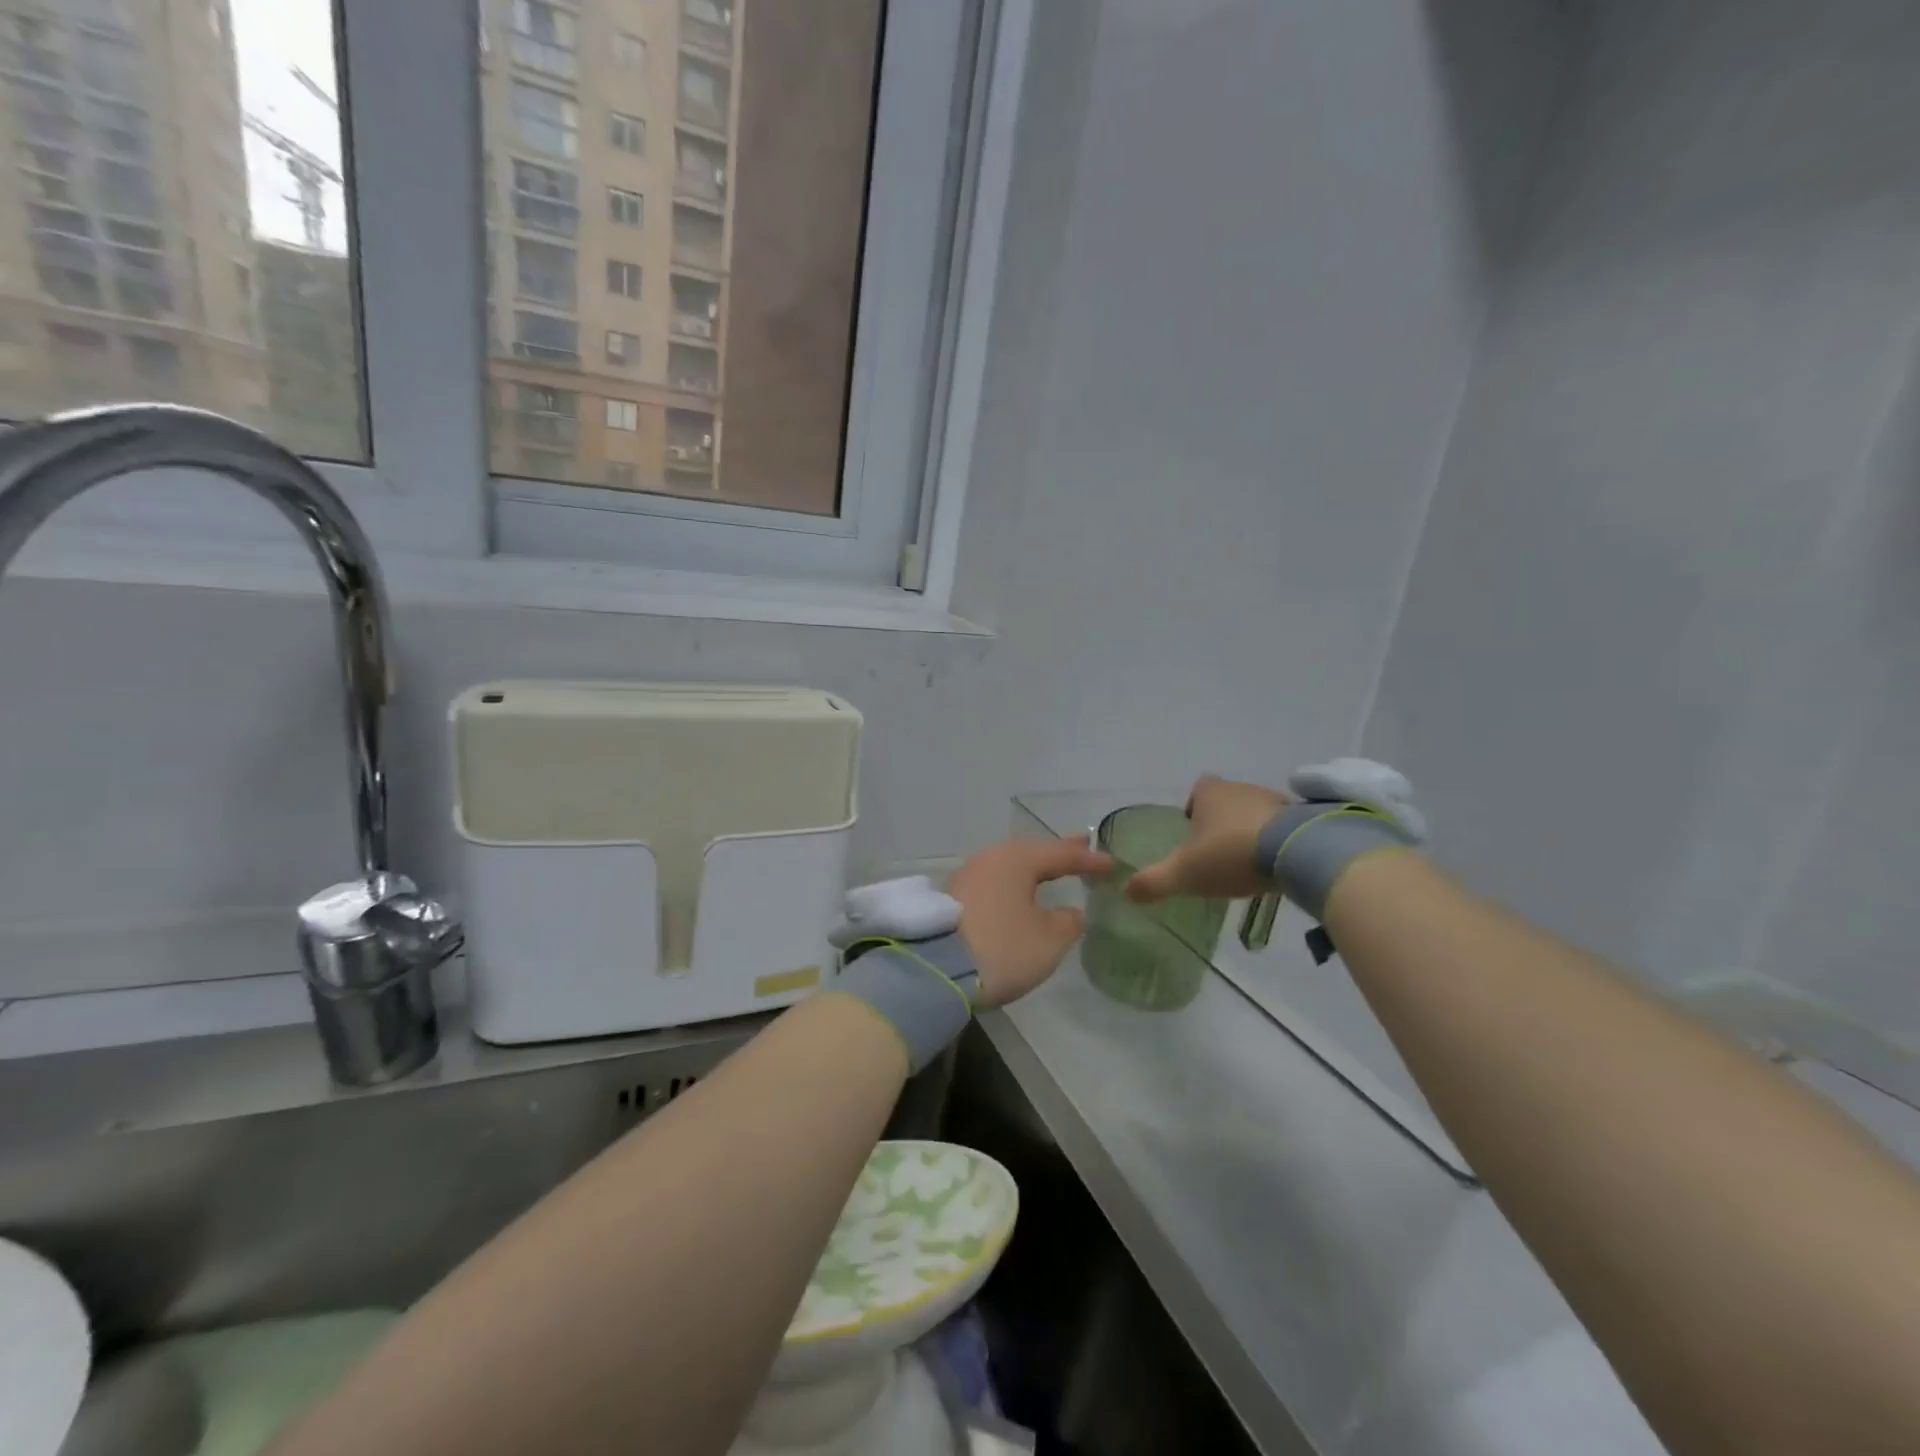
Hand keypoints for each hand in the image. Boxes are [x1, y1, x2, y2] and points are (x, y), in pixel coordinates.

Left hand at [949, 836, 1110, 1007]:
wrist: (935, 971)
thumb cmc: (1002, 949)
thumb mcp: (1048, 939)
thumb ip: (1067, 922)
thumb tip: (1068, 913)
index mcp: (1017, 859)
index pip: (1061, 854)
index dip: (1089, 860)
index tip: (1112, 864)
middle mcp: (990, 858)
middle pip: (1032, 853)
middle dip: (1059, 854)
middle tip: (1083, 849)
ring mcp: (968, 876)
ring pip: (1010, 866)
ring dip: (1034, 868)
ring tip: (1053, 869)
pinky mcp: (953, 898)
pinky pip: (995, 883)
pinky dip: (1014, 884)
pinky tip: (1020, 892)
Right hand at [1125, 775, 1289, 903]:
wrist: (1298, 852)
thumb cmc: (1231, 854)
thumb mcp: (1184, 873)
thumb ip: (1154, 882)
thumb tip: (1126, 891)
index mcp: (1210, 793)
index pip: (1198, 789)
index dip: (1194, 807)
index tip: (1193, 830)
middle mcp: (1242, 788)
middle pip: (1227, 800)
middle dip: (1222, 822)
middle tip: (1217, 853)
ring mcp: (1276, 800)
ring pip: (1256, 812)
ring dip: (1251, 831)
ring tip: (1248, 862)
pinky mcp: (1304, 817)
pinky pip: (1285, 827)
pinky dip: (1278, 841)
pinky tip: (1277, 865)